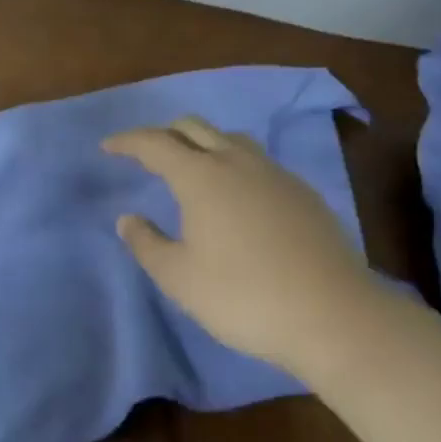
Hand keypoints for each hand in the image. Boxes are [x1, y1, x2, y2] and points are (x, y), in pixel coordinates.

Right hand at [103, 115, 374, 372]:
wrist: (332, 314)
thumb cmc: (244, 296)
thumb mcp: (181, 279)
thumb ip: (147, 243)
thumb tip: (128, 218)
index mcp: (200, 176)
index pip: (154, 143)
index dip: (127, 141)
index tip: (108, 146)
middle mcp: (235, 161)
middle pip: (193, 127)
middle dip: (164, 133)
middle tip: (147, 154)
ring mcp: (274, 172)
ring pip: (229, 138)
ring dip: (203, 143)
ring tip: (193, 168)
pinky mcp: (301, 191)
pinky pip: (257, 160)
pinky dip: (234, 163)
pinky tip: (239, 195)